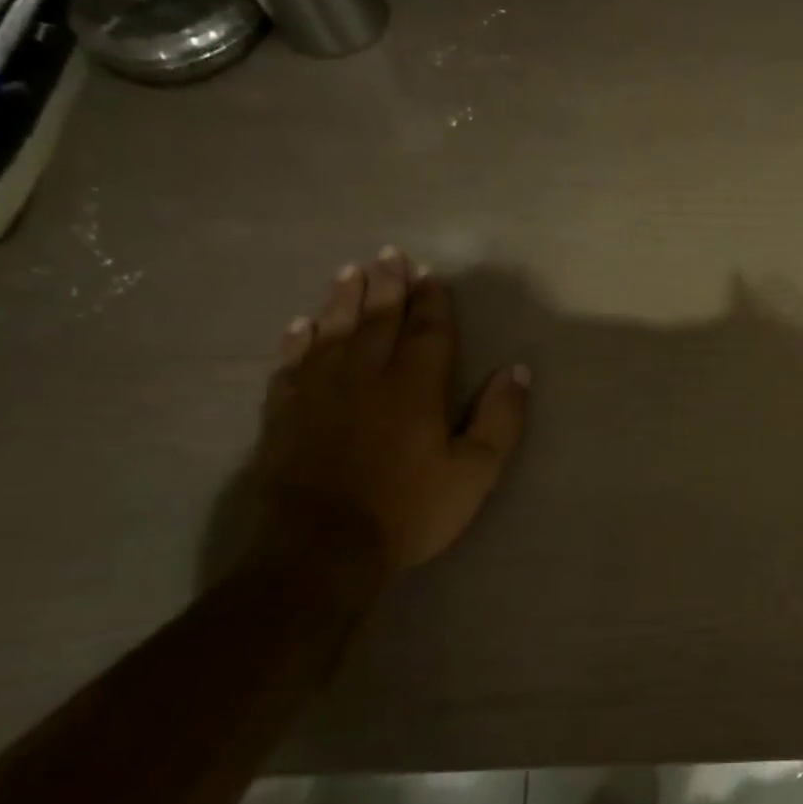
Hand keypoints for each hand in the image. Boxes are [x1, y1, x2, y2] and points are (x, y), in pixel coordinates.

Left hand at [252, 247, 528, 573]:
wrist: (321, 548)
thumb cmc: (409, 511)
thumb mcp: (475, 472)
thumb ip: (500, 419)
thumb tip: (517, 370)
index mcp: (416, 387)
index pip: (428, 331)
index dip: (432, 301)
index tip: (431, 275)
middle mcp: (366, 376)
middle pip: (378, 319)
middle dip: (387, 285)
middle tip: (389, 254)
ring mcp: (319, 391)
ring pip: (332, 331)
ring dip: (343, 299)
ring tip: (350, 271)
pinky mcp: (285, 412)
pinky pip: (292, 363)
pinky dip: (297, 340)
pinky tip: (301, 325)